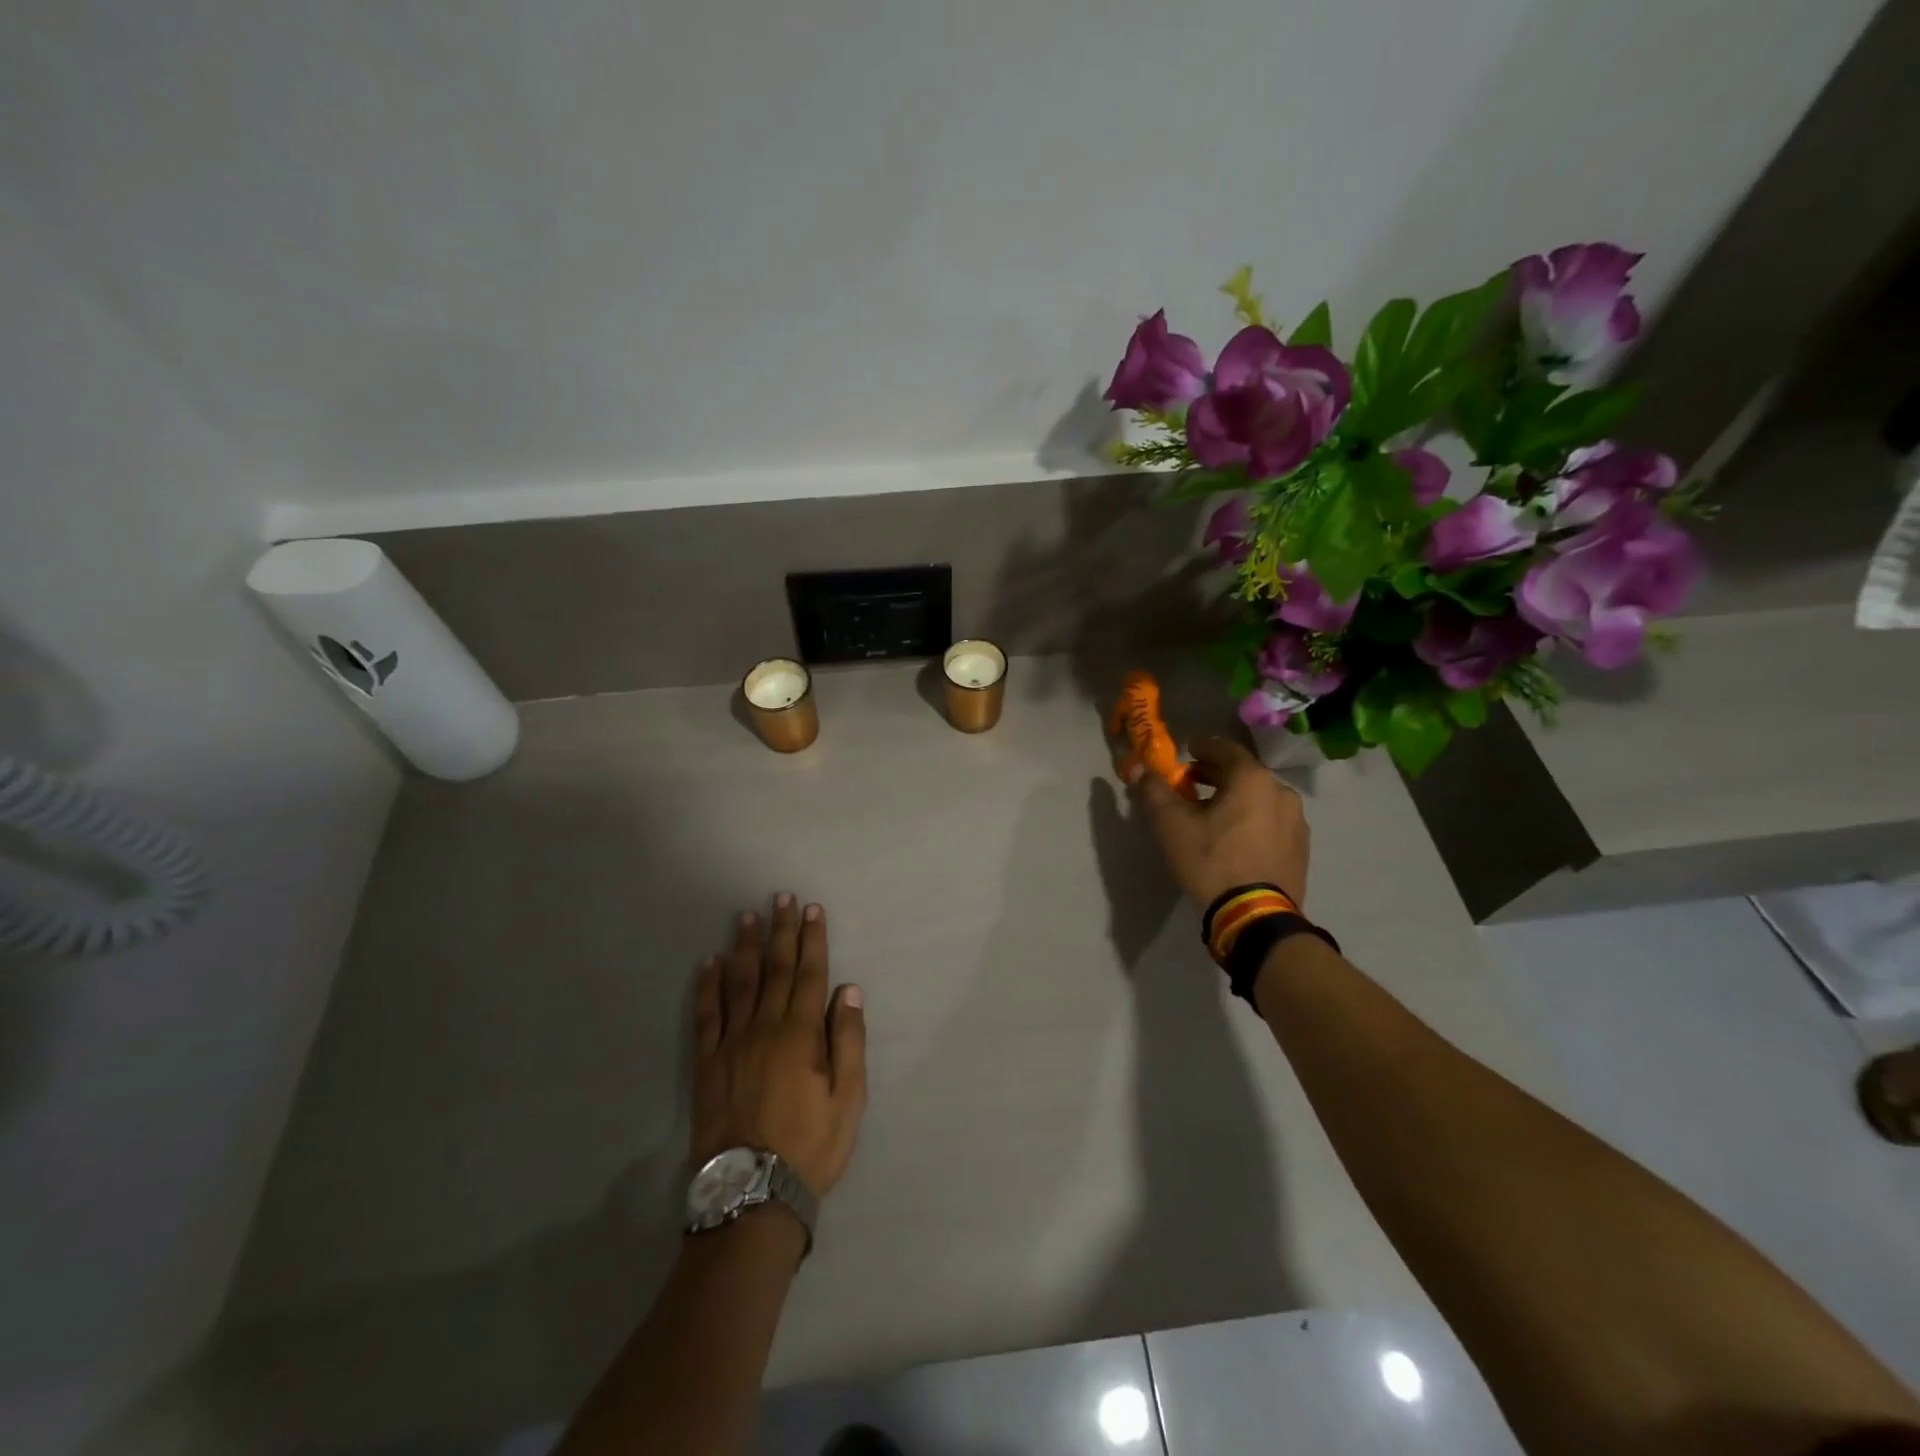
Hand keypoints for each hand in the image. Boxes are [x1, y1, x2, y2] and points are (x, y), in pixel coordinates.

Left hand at [691, 895, 867, 1198]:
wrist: (752, 1192)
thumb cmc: (810, 1146)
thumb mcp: (848, 1099)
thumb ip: (848, 1040)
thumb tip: (848, 990)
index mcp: (801, 1033)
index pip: (810, 974)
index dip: (813, 939)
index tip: (812, 909)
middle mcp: (765, 1027)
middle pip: (776, 969)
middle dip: (780, 931)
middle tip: (780, 898)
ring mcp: (732, 1043)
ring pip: (740, 983)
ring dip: (745, 947)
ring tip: (746, 916)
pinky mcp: (707, 1063)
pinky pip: (706, 1015)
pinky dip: (707, 986)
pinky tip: (708, 963)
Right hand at [1122, 735, 1310, 911]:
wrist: (1255, 916)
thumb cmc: (1211, 861)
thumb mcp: (1171, 825)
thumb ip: (1153, 791)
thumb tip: (1139, 769)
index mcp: (1252, 779)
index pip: (1224, 749)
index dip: (1202, 747)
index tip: (1186, 752)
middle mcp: (1281, 792)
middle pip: (1243, 773)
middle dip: (1215, 775)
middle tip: (1191, 784)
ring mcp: (1296, 821)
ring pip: (1259, 798)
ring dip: (1235, 798)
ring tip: (1212, 814)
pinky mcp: (1301, 848)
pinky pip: (1271, 821)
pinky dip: (1251, 819)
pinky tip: (1235, 838)